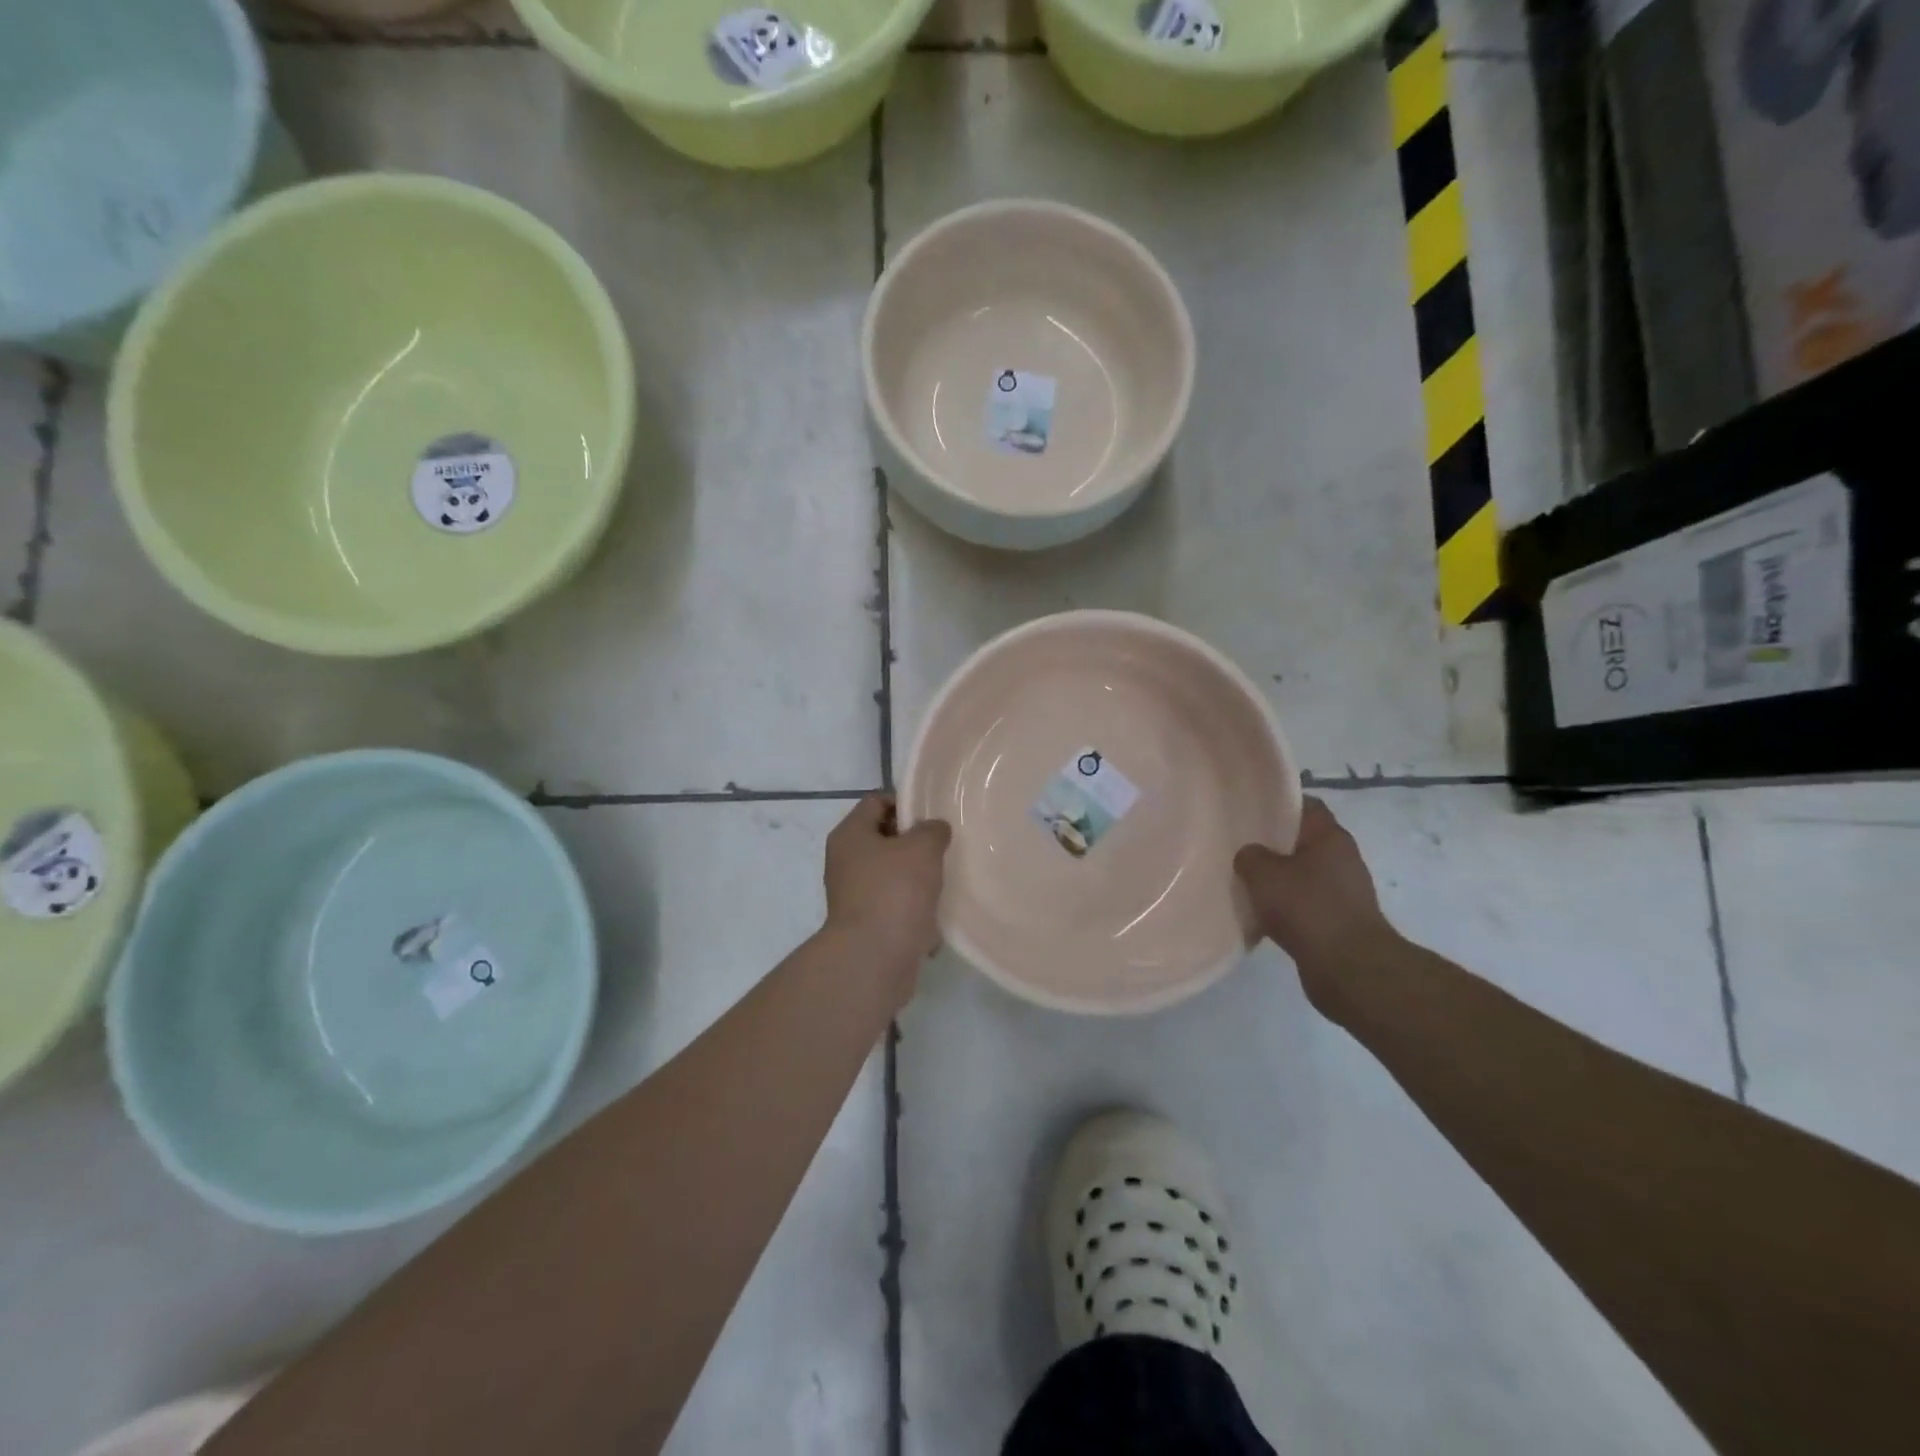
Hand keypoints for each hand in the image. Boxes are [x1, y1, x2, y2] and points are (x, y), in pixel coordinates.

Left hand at [823, 795, 951, 988]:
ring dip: (918, 877)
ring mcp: (854, 895)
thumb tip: (933, 830)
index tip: (934, 815)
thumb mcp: (922, 848)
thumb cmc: (894, 892)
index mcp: (850, 835)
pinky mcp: (867, 925)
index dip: (906, 802)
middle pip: (884, 838)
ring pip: (892, 874)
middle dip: (915, 842)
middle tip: (945, 846)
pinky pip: (895, 906)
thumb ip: (932, 830)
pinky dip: (914, 908)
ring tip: (946, 879)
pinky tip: (936, 913)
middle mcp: (846, 862)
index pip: (876, 801)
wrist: (874, 960)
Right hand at [1235, 797, 1396, 1016]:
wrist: (1349, 968)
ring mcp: (1346, 892)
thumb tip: (1250, 855)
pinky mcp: (1341, 921)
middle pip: (1305, 840)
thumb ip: (1250, 856)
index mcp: (1331, 837)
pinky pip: (1308, 903)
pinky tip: (1264, 913)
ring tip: (1249, 882)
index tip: (1253, 809)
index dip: (1280, 804)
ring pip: (1305, 874)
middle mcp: (1344, 858)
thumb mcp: (1264, 874)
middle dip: (1276, 843)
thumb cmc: (1307, 908)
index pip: (1307, 806)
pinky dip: (1289, 906)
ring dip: (1281, 878)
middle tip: (1242, 846)